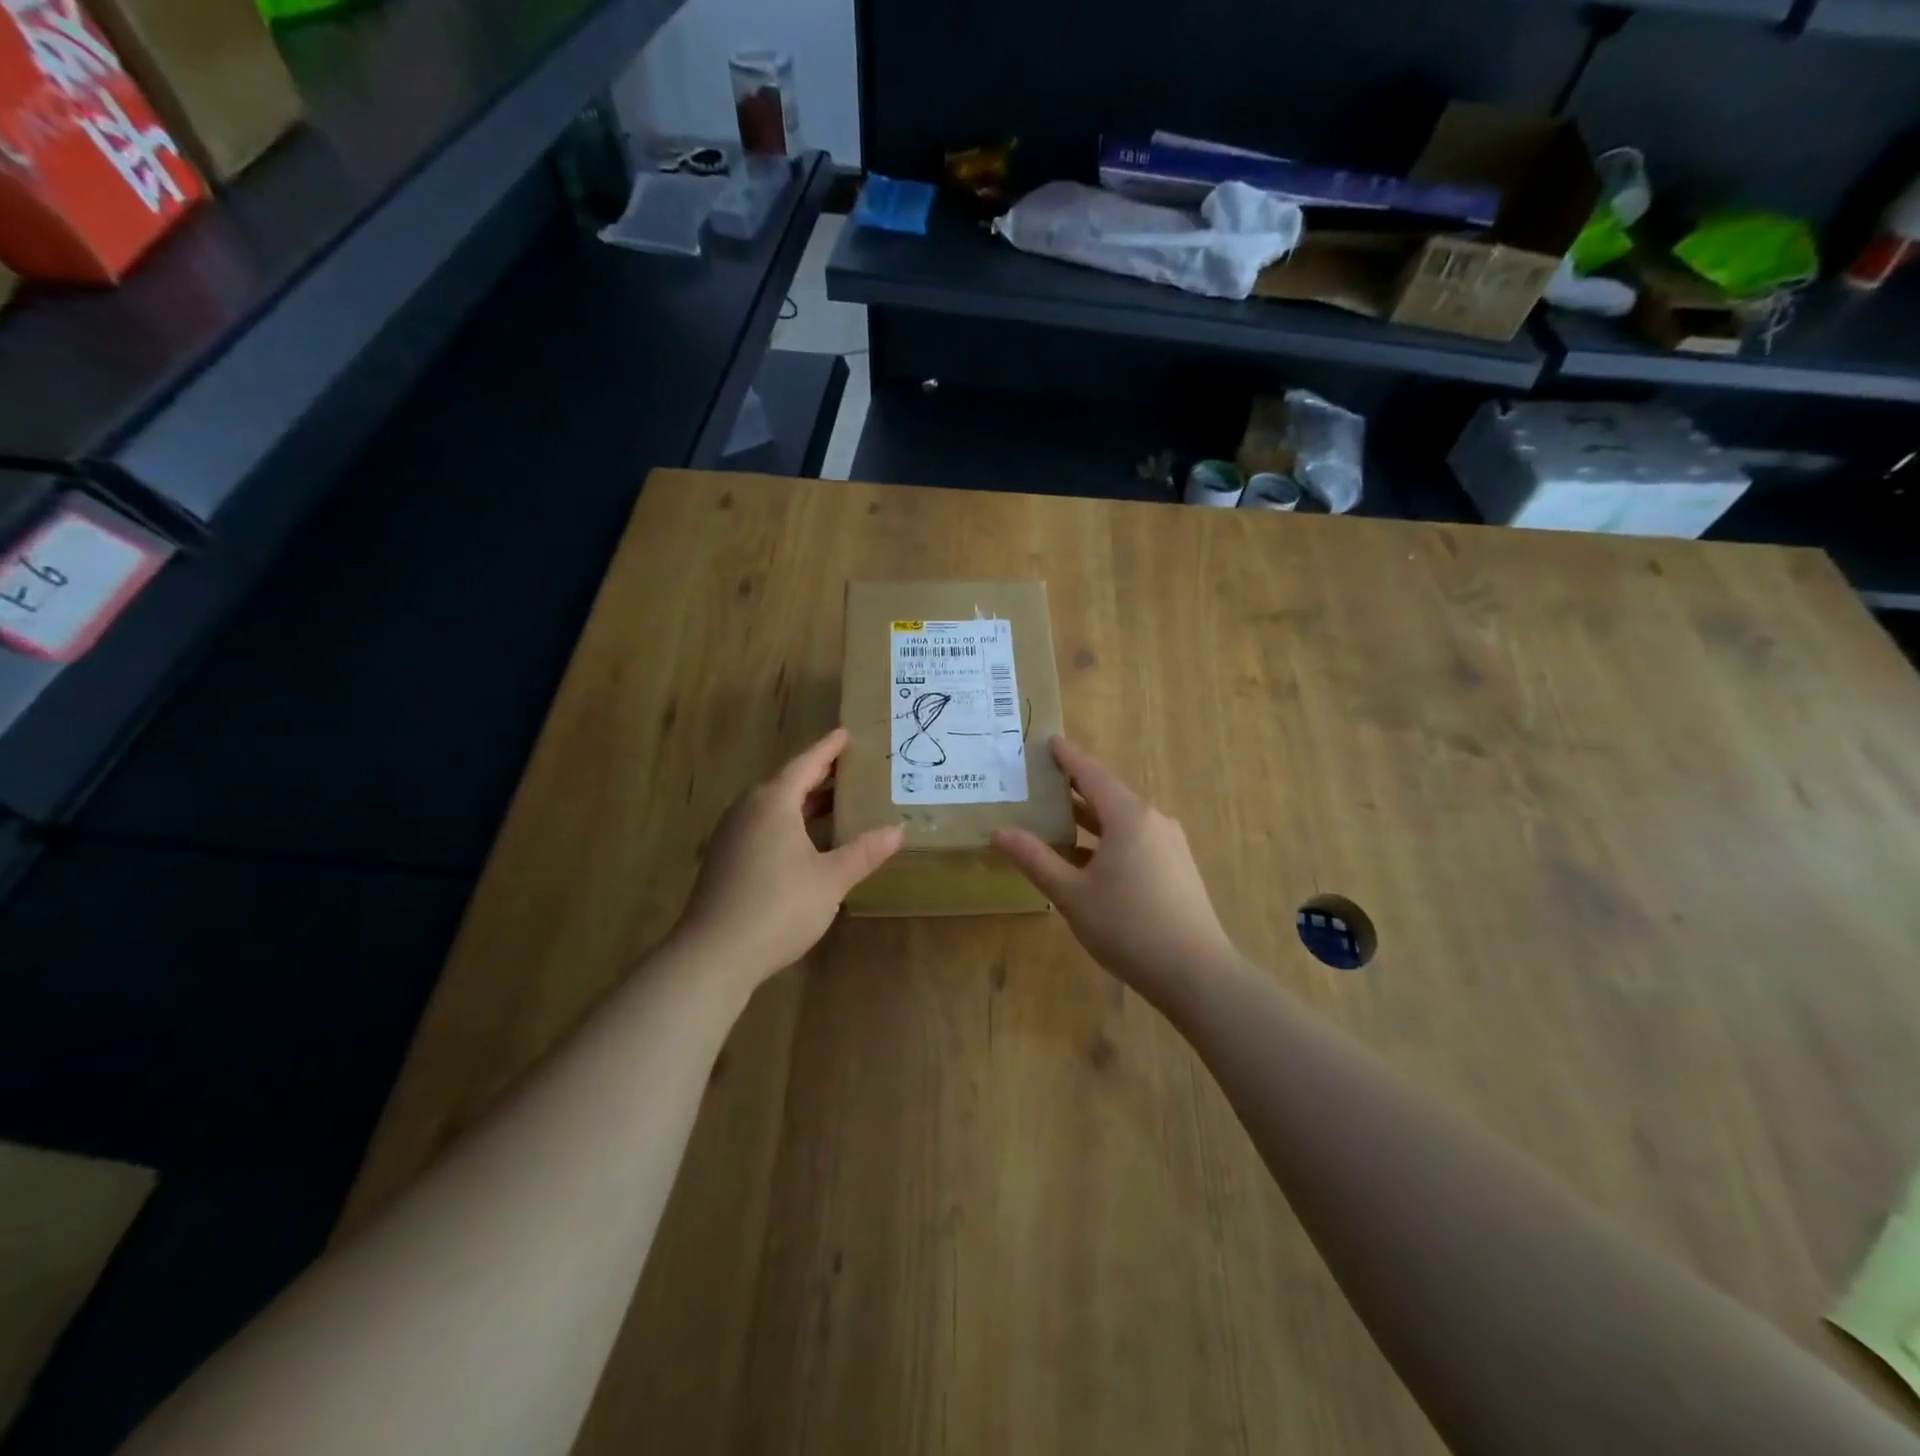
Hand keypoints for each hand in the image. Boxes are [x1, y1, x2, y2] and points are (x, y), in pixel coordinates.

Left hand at [675, 728, 902, 988]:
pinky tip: (807, 842)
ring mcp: (732, 835)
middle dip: (818, 775)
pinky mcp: (725, 860)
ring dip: (804, 802)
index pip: (806, 764)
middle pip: (787, 782)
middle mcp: (748, 810)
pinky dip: (789, 823)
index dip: (829, 749)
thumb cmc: (778, 907)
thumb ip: (864, 852)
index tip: (847, 734)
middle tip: (850, 768)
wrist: (713, 954)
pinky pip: (763, 827)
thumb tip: (898, 830)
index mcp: (773, 803)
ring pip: (774, 807)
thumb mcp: (831, 879)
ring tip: (835, 802)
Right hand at [992, 737, 1241, 1003]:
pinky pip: (1136, 840)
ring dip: (1090, 818)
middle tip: (1041, 782)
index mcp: (1129, 817)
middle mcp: (1153, 821)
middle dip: (1075, 787)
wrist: (1196, 973)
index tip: (1049, 741)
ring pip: (1123, 820)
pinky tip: (1087, 859)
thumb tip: (1000, 832)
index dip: (1068, 757)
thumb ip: (1035, 860)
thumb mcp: (1072, 894)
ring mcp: (1169, 844)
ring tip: (1056, 819)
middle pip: (1108, 794)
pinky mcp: (1176, 867)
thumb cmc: (1128, 927)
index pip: (1092, 774)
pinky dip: (1108, 839)